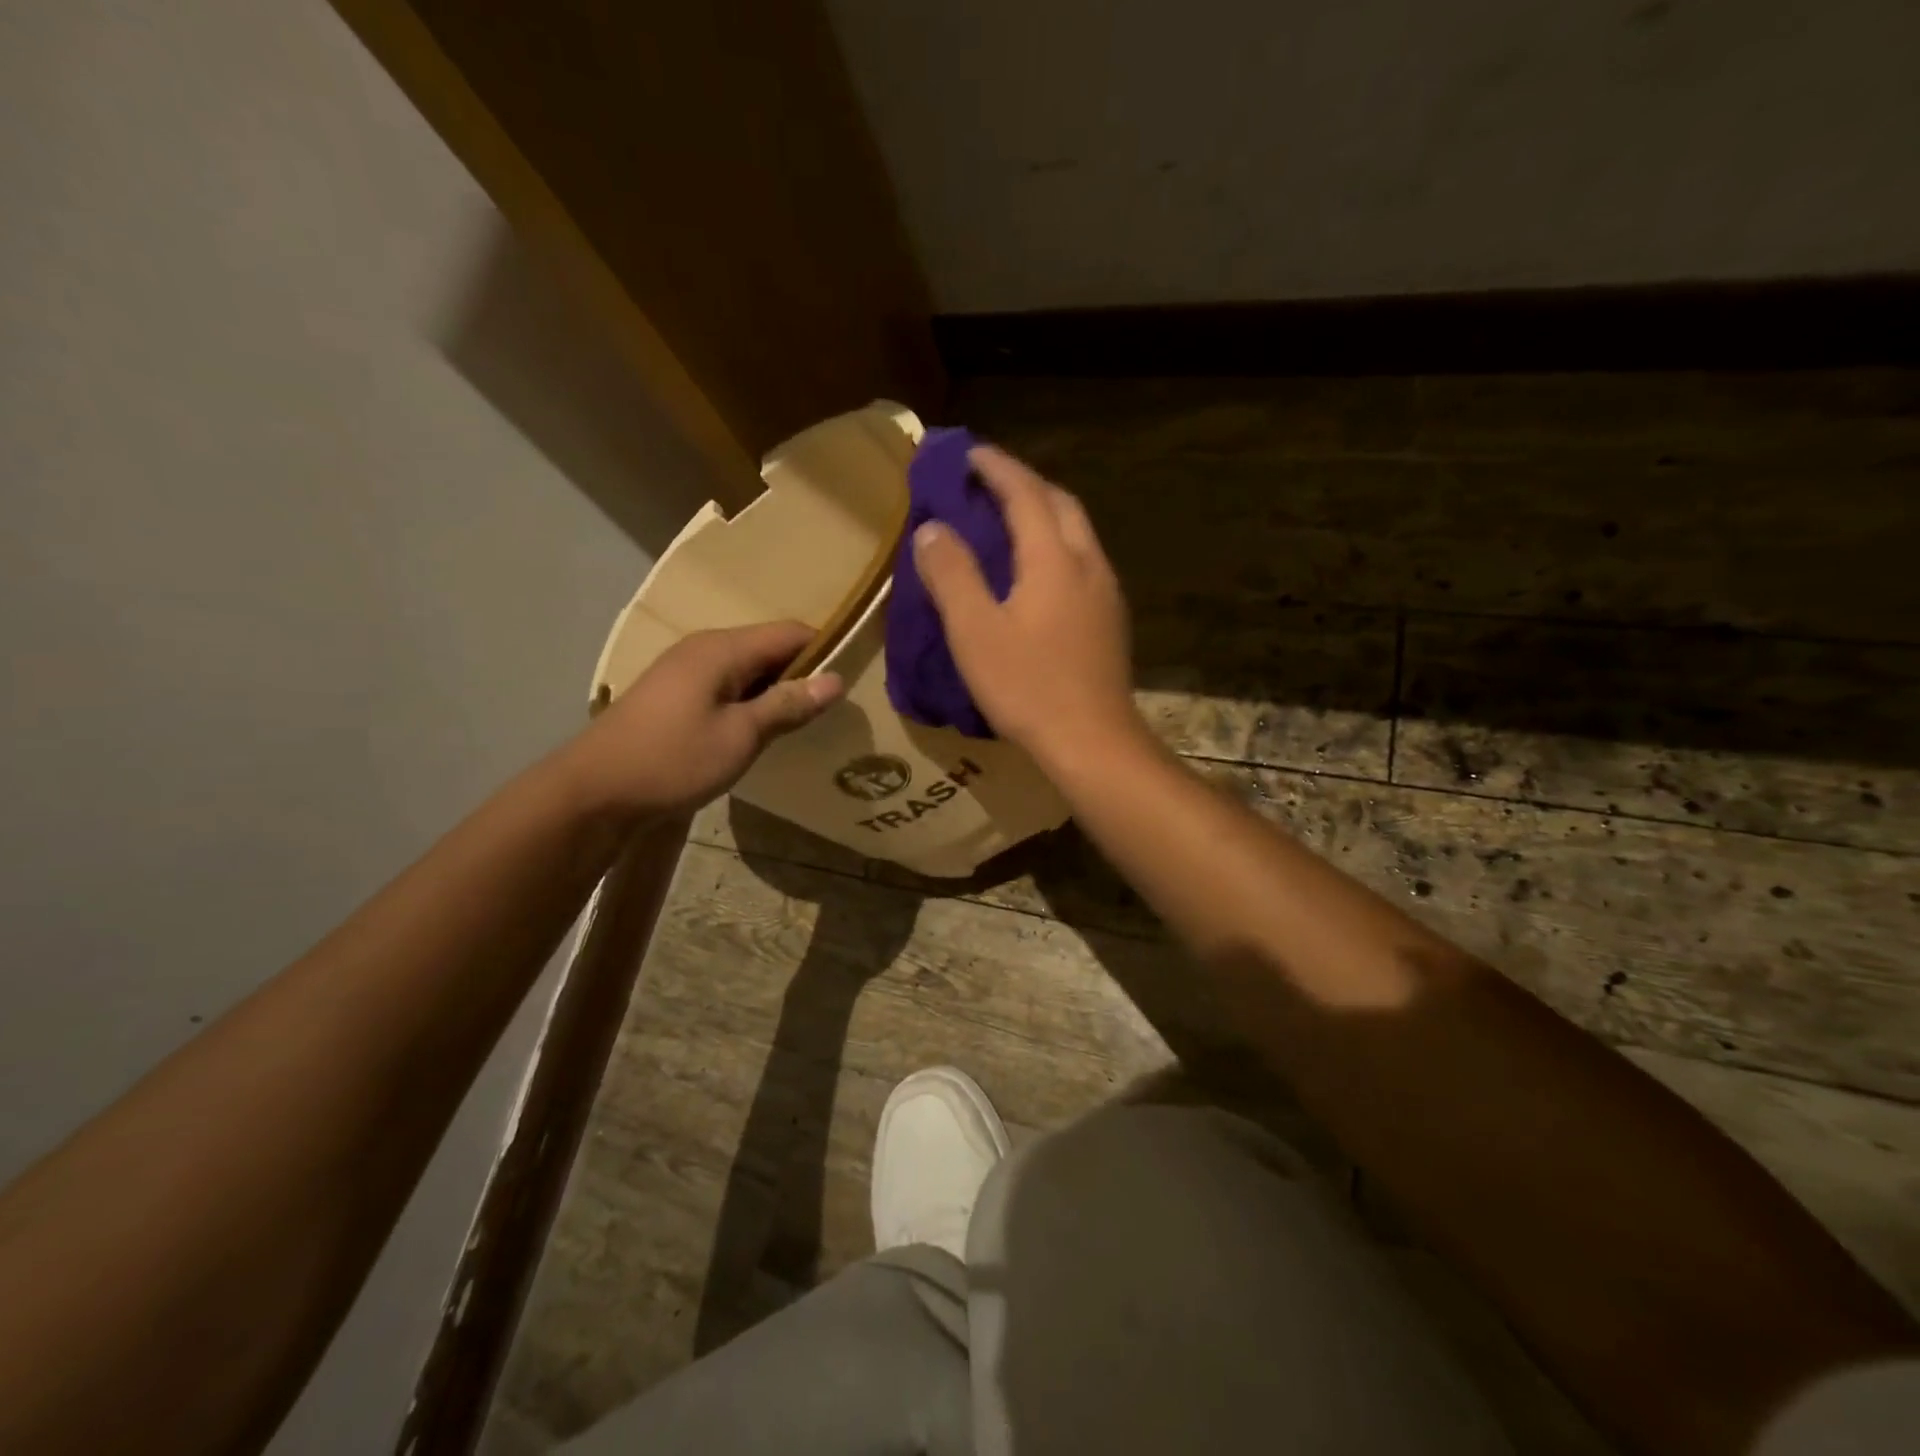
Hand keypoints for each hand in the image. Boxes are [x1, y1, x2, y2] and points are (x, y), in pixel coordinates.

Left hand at [566, 622, 842, 817]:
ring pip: (748, 668)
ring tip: (804, 721)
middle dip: (802, 672)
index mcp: (723, 649)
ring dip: (776, 690)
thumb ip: (788, 705)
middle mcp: (704, 648)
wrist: (594, 792)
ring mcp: (685, 670)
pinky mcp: (675, 694)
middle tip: (832, 708)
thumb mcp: (740, 736)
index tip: (853, 678)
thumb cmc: (673, 760)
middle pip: (768, 647)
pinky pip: (727, 685)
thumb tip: (836, 680)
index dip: (825, 649)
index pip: (790, 632)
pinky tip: (761, 729)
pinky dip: (751, 701)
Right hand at [913, 445, 1141, 764]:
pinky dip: (1056, 545)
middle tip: (987, 483)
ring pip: (1077, 532)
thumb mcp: (975, 631)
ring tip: (1008, 521)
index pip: (1025, 493)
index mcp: (1054, 559)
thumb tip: (933, 528)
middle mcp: (1088, 564)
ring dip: (1044, 513)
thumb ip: (952, 574)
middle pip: (1060, 503)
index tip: (968, 453)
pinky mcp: (1110, 620)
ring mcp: (1106, 593)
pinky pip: (1082, 561)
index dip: (996, 468)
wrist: (1092, 742)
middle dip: (1025, 483)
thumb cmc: (1028, 687)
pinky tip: (1038, 571)